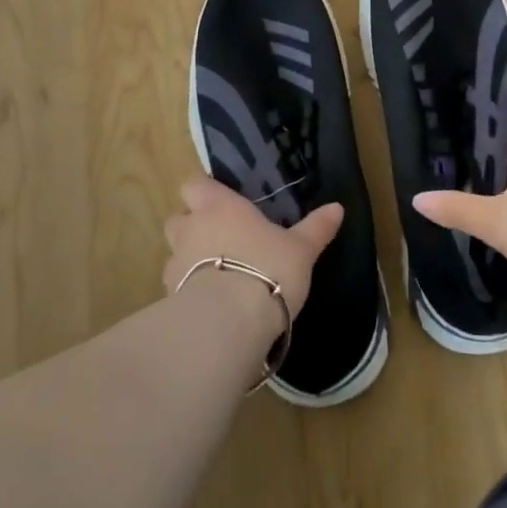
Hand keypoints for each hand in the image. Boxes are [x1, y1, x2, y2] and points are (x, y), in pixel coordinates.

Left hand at [163, 176, 343, 320]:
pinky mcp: (168, 299)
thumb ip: (316, 228)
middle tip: (218, 237)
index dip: (203, 191)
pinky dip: (187, 291)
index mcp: (219, 206)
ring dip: (187, 259)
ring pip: (173, 252)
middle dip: (191, 225)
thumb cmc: (267, 269)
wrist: (228, 323)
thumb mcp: (300, 249)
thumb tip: (337, 207)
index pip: (194, 184)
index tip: (219, 200)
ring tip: (214, 274)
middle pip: (178, 217)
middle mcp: (192, 228)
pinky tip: (209, 303)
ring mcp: (175, 264)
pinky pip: (175, 286)